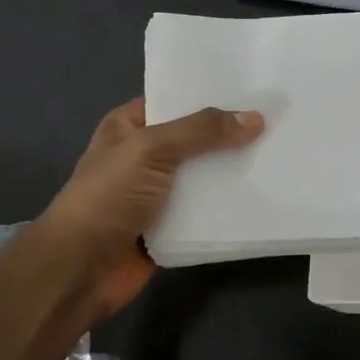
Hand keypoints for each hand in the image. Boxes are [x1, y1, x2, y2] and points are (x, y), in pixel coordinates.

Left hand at [38, 97, 263, 318]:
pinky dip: (227, 206)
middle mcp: (144, 156)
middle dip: (230, 134)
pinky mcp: (170, 227)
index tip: (255, 89)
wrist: (80, 269)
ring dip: (233, 171)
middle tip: (278, 122)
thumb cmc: (107, 197)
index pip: (175, 100)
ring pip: (204, 176)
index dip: (211, 95)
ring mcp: (157, 193)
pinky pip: (205, 211)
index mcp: (129, 126)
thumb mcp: (151, 150)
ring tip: (280, 155)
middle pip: (195, 139)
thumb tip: (255, 118)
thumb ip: (201, 131)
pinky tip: (263, 195)